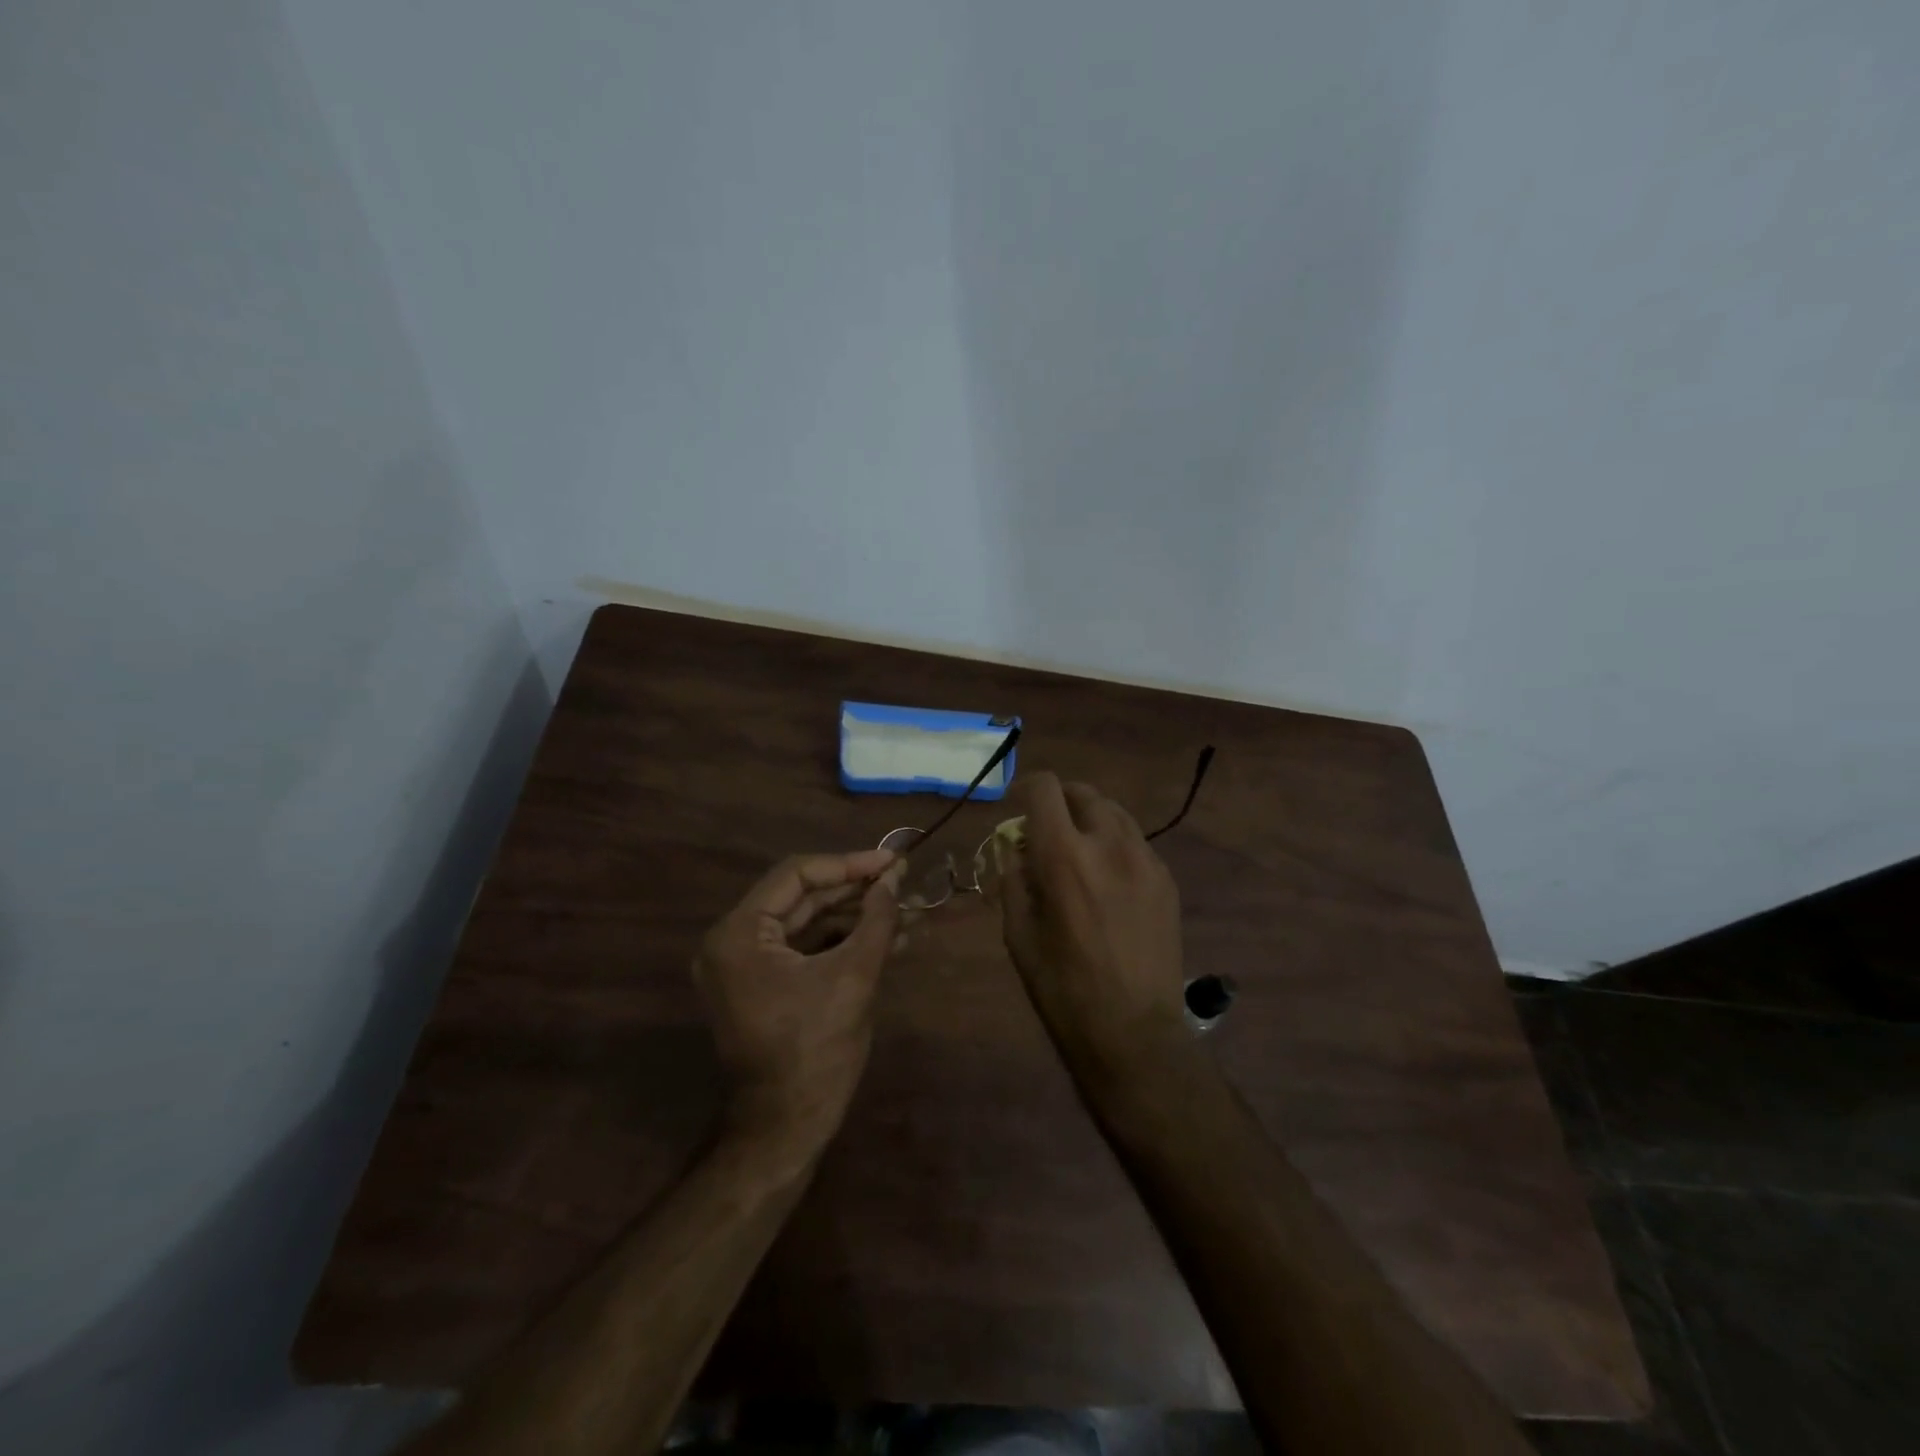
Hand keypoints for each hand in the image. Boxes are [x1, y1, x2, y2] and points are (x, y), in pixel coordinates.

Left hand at [695, 849, 904, 1155]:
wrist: (786, 1129)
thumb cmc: (816, 1051)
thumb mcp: (853, 977)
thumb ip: (876, 920)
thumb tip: (894, 879)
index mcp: (739, 934)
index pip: (797, 876)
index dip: (849, 865)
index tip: (892, 862)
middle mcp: (732, 942)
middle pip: (801, 897)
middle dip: (855, 891)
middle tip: (902, 882)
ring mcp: (745, 966)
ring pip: (807, 923)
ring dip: (854, 917)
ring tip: (905, 910)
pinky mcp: (763, 985)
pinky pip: (805, 949)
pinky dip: (842, 942)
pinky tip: (887, 938)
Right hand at [994, 773, 1189, 1079]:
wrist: (1133, 1032)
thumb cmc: (1063, 988)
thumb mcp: (1018, 935)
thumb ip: (1013, 879)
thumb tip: (1016, 849)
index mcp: (1064, 856)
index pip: (1045, 789)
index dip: (1026, 789)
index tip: (1018, 809)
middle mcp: (1109, 844)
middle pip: (1083, 793)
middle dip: (1059, 801)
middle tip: (1047, 831)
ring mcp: (1145, 860)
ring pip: (1115, 812)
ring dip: (1090, 818)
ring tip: (1079, 849)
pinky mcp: (1166, 880)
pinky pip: (1136, 841)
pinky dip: (1115, 843)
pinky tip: (1108, 878)